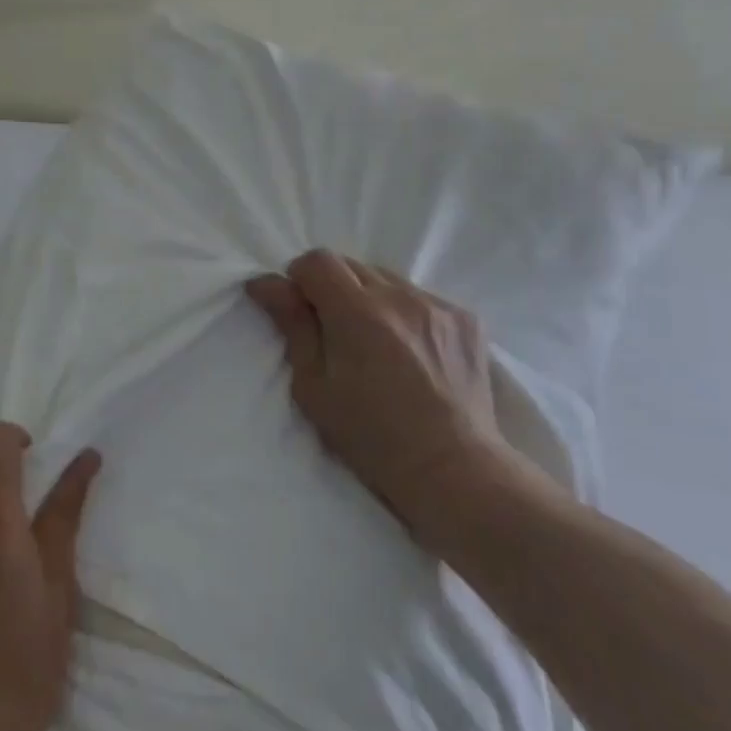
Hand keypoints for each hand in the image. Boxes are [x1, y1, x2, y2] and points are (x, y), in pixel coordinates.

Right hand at [247, 250, 518, 551]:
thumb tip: (266, 283)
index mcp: (358, 313)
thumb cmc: (371, 437)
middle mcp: (399, 297)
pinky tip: (409, 351)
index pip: (318, 260)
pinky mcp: (465, 318)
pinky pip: (420, 297)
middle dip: (332, 287)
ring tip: (375, 342)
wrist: (452, 469)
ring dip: (369, 297)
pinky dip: (404, 312)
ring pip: (386, 278)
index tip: (300, 309)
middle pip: (351, 265)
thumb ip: (292, 325)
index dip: (300, 278)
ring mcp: (437, 305)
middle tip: (333, 331)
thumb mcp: (314, 387)